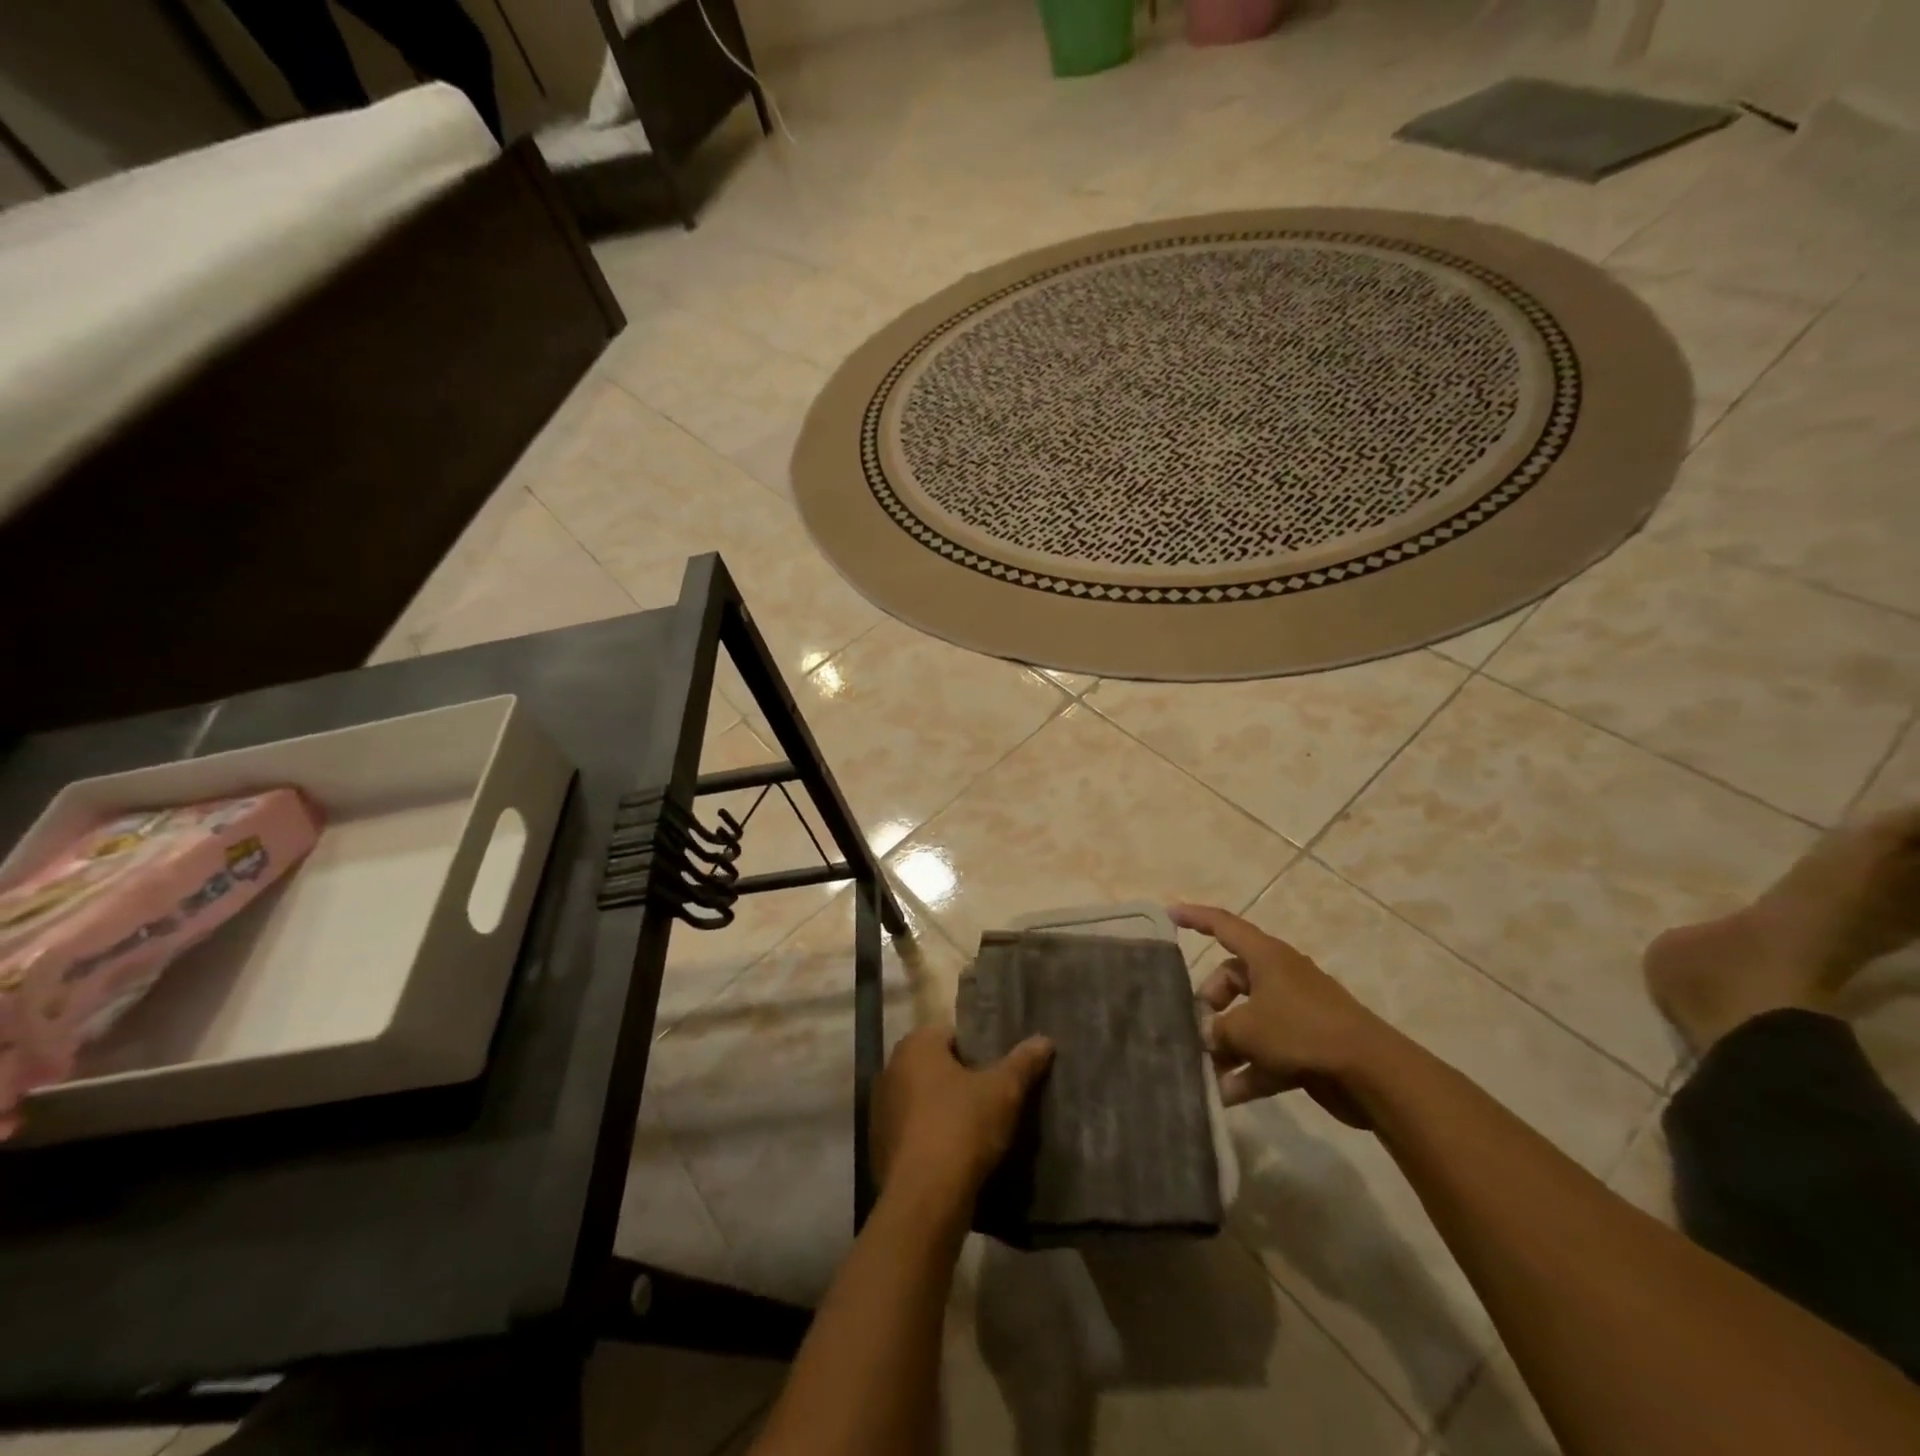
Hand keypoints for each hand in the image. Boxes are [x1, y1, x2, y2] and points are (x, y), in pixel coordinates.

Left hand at [872, 1025, 1053, 1203]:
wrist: (925, 1199)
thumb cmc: (962, 1127)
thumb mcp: (1004, 1091)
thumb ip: (1023, 1062)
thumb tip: (1044, 1040)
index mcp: (916, 1045)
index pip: (951, 1034)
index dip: (978, 1050)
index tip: (998, 1071)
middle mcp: (891, 1069)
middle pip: (936, 1067)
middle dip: (960, 1079)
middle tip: (992, 1098)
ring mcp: (881, 1110)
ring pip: (922, 1100)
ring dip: (944, 1109)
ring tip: (977, 1129)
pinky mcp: (880, 1147)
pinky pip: (912, 1132)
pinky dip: (930, 1138)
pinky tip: (954, 1156)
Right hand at [1172, 903, 1389, 1127]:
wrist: (1371, 1073)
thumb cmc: (1301, 1031)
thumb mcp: (1246, 1028)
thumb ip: (1216, 1029)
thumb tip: (1205, 1035)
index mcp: (1266, 957)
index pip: (1223, 926)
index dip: (1195, 917)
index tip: (1168, 914)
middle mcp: (1279, 978)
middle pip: (1231, 980)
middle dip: (1208, 1004)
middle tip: (1193, 1029)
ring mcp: (1294, 1014)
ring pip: (1247, 1021)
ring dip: (1225, 1046)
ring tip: (1202, 1070)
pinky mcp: (1305, 1048)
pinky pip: (1265, 1054)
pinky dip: (1246, 1072)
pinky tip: (1224, 1097)